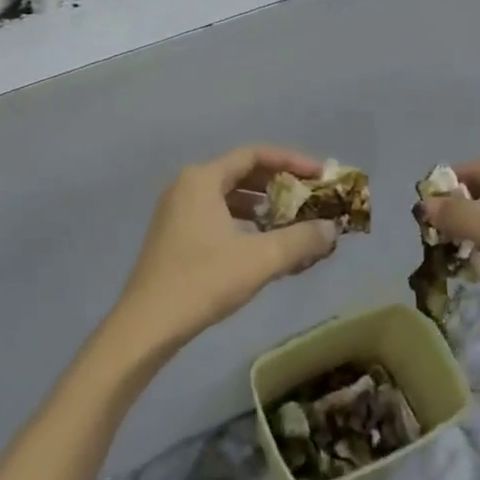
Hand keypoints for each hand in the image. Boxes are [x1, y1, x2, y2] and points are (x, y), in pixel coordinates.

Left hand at [110, 145, 339, 356]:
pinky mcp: (174, 234)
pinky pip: (217, 215)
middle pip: (241, 172)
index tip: (320, 175)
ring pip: (229, 196)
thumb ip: (300, 240)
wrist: (147, 325)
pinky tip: (262, 244)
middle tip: (310, 198)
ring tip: (292, 222)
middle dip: (279, 184)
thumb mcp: (259, 259)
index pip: (254, 154)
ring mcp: (177, 210)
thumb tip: (332, 229)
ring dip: (262, 205)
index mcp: (202, 179)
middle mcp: (187, 185)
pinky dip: (243, 222)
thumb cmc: (202, 281)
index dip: (291, 161)